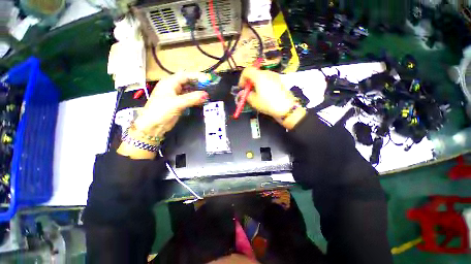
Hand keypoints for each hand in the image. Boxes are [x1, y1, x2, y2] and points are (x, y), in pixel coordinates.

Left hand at [118, 72, 207, 158]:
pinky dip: (196, 99)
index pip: (186, 76)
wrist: (153, 126)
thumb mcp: (177, 103)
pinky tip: (202, 100)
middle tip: (210, 86)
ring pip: (189, 91)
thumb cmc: (161, 111)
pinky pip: (189, 98)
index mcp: (169, 82)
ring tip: (208, 93)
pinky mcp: (179, 103)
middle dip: (199, 84)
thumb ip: (192, 98)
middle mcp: (173, 87)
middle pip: (188, 82)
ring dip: (198, 92)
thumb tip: (206, 95)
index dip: (197, 76)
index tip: (208, 79)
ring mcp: (176, 96)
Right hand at [239, 67, 305, 129]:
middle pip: (254, 73)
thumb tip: (243, 93)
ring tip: (256, 93)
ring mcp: (274, 76)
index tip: (242, 88)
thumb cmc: (268, 104)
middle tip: (248, 91)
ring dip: (256, 82)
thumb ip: (246, 96)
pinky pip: (268, 79)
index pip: (247, 71)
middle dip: (249, 81)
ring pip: (261, 76)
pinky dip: (263, 83)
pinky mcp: (279, 80)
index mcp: (259, 76)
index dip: (242, 78)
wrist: (286, 108)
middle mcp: (267, 73)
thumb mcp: (254, 101)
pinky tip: (264, 93)